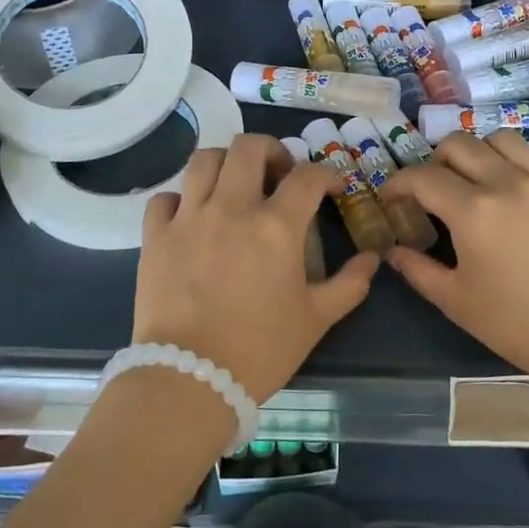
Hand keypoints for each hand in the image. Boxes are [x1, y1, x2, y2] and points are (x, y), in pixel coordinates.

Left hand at [135, 133, 378, 401]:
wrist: (190, 380)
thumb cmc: (260, 349)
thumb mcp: (316, 319)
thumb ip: (349, 284)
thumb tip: (372, 259)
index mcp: (276, 225)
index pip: (307, 175)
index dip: (326, 174)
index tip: (331, 188)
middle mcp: (232, 208)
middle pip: (249, 147)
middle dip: (271, 150)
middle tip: (279, 173)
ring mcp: (189, 218)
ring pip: (204, 160)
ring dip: (226, 163)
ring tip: (235, 183)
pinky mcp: (156, 237)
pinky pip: (165, 198)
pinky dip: (181, 199)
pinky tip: (192, 216)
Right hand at [385, 132, 528, 395]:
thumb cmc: (518, 325)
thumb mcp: (456, 302)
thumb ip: (418, 270)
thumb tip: (392, 251)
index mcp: (472, 210)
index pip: (422, 177)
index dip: (398, 183)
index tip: (391, 199)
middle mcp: (506, 183)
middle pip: (459, 144)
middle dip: (435, 161)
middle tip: (432, 190)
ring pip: (502, 139)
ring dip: (480, 152)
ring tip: (477, 178)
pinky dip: (527, 162)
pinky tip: (523, 184)